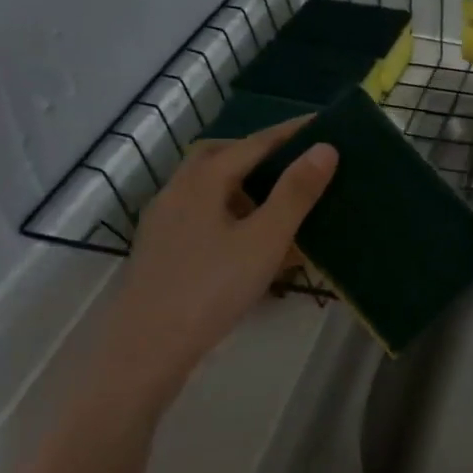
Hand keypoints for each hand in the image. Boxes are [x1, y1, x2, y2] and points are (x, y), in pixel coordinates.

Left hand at [96, 121, 336, 412]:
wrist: (146, 350)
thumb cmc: (211, 289)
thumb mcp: (265, 240)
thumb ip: (296, 193)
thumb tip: (325, 148)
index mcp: (202, 180)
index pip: (254, 144)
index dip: (290, 132)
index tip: (322, 122)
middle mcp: (177, 191)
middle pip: (219, 156)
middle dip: (256, 152)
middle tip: (292, 159)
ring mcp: (163, 221)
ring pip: (205, 185)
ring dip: (239, 181)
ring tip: (273, 198)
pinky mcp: (160, 249)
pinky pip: (198, 213)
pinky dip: (226, 209)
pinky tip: (243, 237)